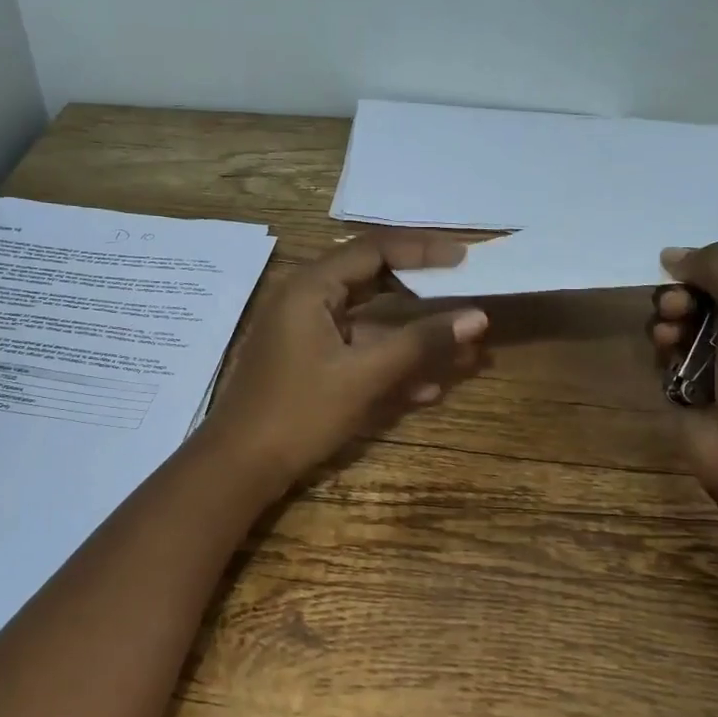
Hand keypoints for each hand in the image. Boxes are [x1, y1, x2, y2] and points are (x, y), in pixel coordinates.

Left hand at [205, 234, 489, 487]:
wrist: (239, 467)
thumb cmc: (299, 413)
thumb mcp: (363, 376)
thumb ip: (420, 343)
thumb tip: (477, 318)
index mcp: (311, 288)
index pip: (374, 249)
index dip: (423, 249)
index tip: (464, 258)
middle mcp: (307, 301)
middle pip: (374, 283)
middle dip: (424, 297)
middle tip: (466, 297)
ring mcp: (307, 335)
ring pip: (370, 325)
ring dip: (413, 339)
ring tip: (464, 352)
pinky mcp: (309, 365)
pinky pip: (357, 353)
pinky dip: (389, 364)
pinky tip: (428, 389)